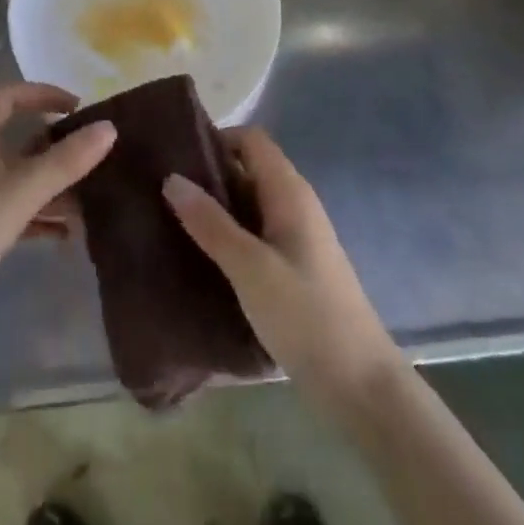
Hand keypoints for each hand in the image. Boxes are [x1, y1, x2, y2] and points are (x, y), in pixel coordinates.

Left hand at [0, 82, 114, 315]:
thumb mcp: (20, 192)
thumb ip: (66, 161)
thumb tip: (110, 127)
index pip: (9, 97)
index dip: (44, 95)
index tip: (80, 108)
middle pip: (15, 136)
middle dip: (55, 145)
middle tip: (92, 154)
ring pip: (15, 176)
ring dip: (50, 184)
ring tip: (90, 199)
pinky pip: (9, 208)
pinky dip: (36, 214)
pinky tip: (65, 235)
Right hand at [164, 129, 400, 414]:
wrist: (360, 385)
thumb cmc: (305, 316)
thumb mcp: (250, 268)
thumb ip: (210, 223)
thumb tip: (171, 178)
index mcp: (289, 192)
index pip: (251, 140)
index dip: (216, 139)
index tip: (177, 156)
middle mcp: (295, 204)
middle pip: (248, 168)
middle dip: (208, 173)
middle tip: (163, 188)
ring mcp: (296, 236)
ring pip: (249, 203)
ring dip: (215, 205)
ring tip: (171, 218)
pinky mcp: (293, 265)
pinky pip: (255, 231)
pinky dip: (228, 232)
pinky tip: (200, 253)